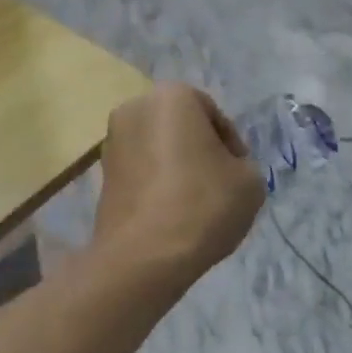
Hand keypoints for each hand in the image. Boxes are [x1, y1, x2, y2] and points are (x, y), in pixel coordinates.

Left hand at [92, 83, 264, 287]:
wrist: (143, 256)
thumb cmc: (202, 205)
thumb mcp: (250, 181)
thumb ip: (242, 164)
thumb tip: (222, 169)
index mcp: (172, 96)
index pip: (214, 115)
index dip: (232, 146)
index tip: (238, 175)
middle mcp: (135, 108)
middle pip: (182, 128)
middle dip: (201, 152)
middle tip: (220, 186)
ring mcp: (112, 141)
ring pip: (159, 150)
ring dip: (177, 168)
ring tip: (196, 204)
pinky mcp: (101, 174)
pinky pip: (141, 171)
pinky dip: (157, 184)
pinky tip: (172, 213)